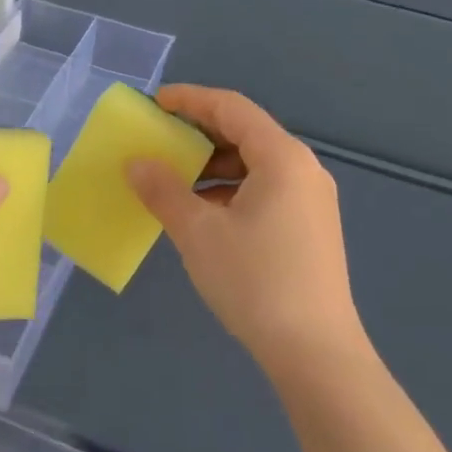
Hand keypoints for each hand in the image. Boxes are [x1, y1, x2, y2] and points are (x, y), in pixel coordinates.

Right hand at [126, 86, 371, 373]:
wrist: (315, 352)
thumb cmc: (254, 281)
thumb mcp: (198, 232)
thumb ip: (163, 190)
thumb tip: (136, 163)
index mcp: (282, 158)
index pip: (232, 108)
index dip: (190, 99)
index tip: (155, 102)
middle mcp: (303, 169)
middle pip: (246, 133)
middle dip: (200, 132)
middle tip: (160, 139)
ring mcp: (311, 200)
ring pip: (255, 164)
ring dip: (213, 164)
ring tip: (176, 178)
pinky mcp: (310, 227)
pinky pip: (265, 189)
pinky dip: (230, 189)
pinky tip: (204, 212)